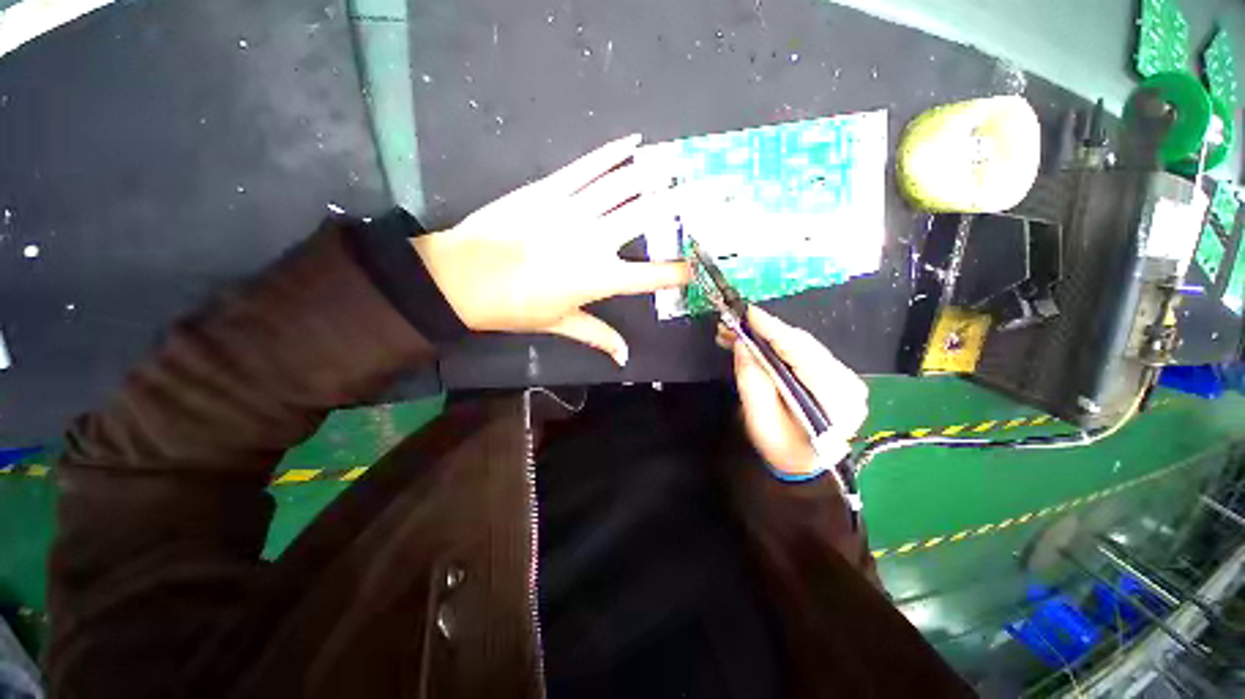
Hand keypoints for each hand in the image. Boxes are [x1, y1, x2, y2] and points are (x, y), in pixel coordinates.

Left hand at [411, 135, 690, 365]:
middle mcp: (595, 241)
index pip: (654, 275)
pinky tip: (634, 142)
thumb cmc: (515, 307)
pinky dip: (613, 153)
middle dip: (686, 201)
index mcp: (600, 278)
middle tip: (713, 187)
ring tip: (682, 162)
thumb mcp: (561, 324)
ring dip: (656, 171)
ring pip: (624, 185)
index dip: (682, 270)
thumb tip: (623, 358)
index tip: (704, 261)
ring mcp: (573, 210)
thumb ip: (598, 337)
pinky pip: (588, 166)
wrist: (463, 278)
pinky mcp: (550, 189)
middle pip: (649, 215)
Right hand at [720, 307, 868, 475]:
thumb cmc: (780, 448)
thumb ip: (752, 380)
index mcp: (836, 399)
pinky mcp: (834, 373)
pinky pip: (802, 351)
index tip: (747, 312)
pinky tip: (755, 342)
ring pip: (801, 344)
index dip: (772, 330)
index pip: (802, 354)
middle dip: (765, 331)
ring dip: (767, 336)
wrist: (801, 464)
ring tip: (736, 333)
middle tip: (733, 324)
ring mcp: (845, 376)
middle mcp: (848, 382)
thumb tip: (742, 343)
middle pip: (802, 345)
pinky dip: (776, 344)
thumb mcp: (759, 419)